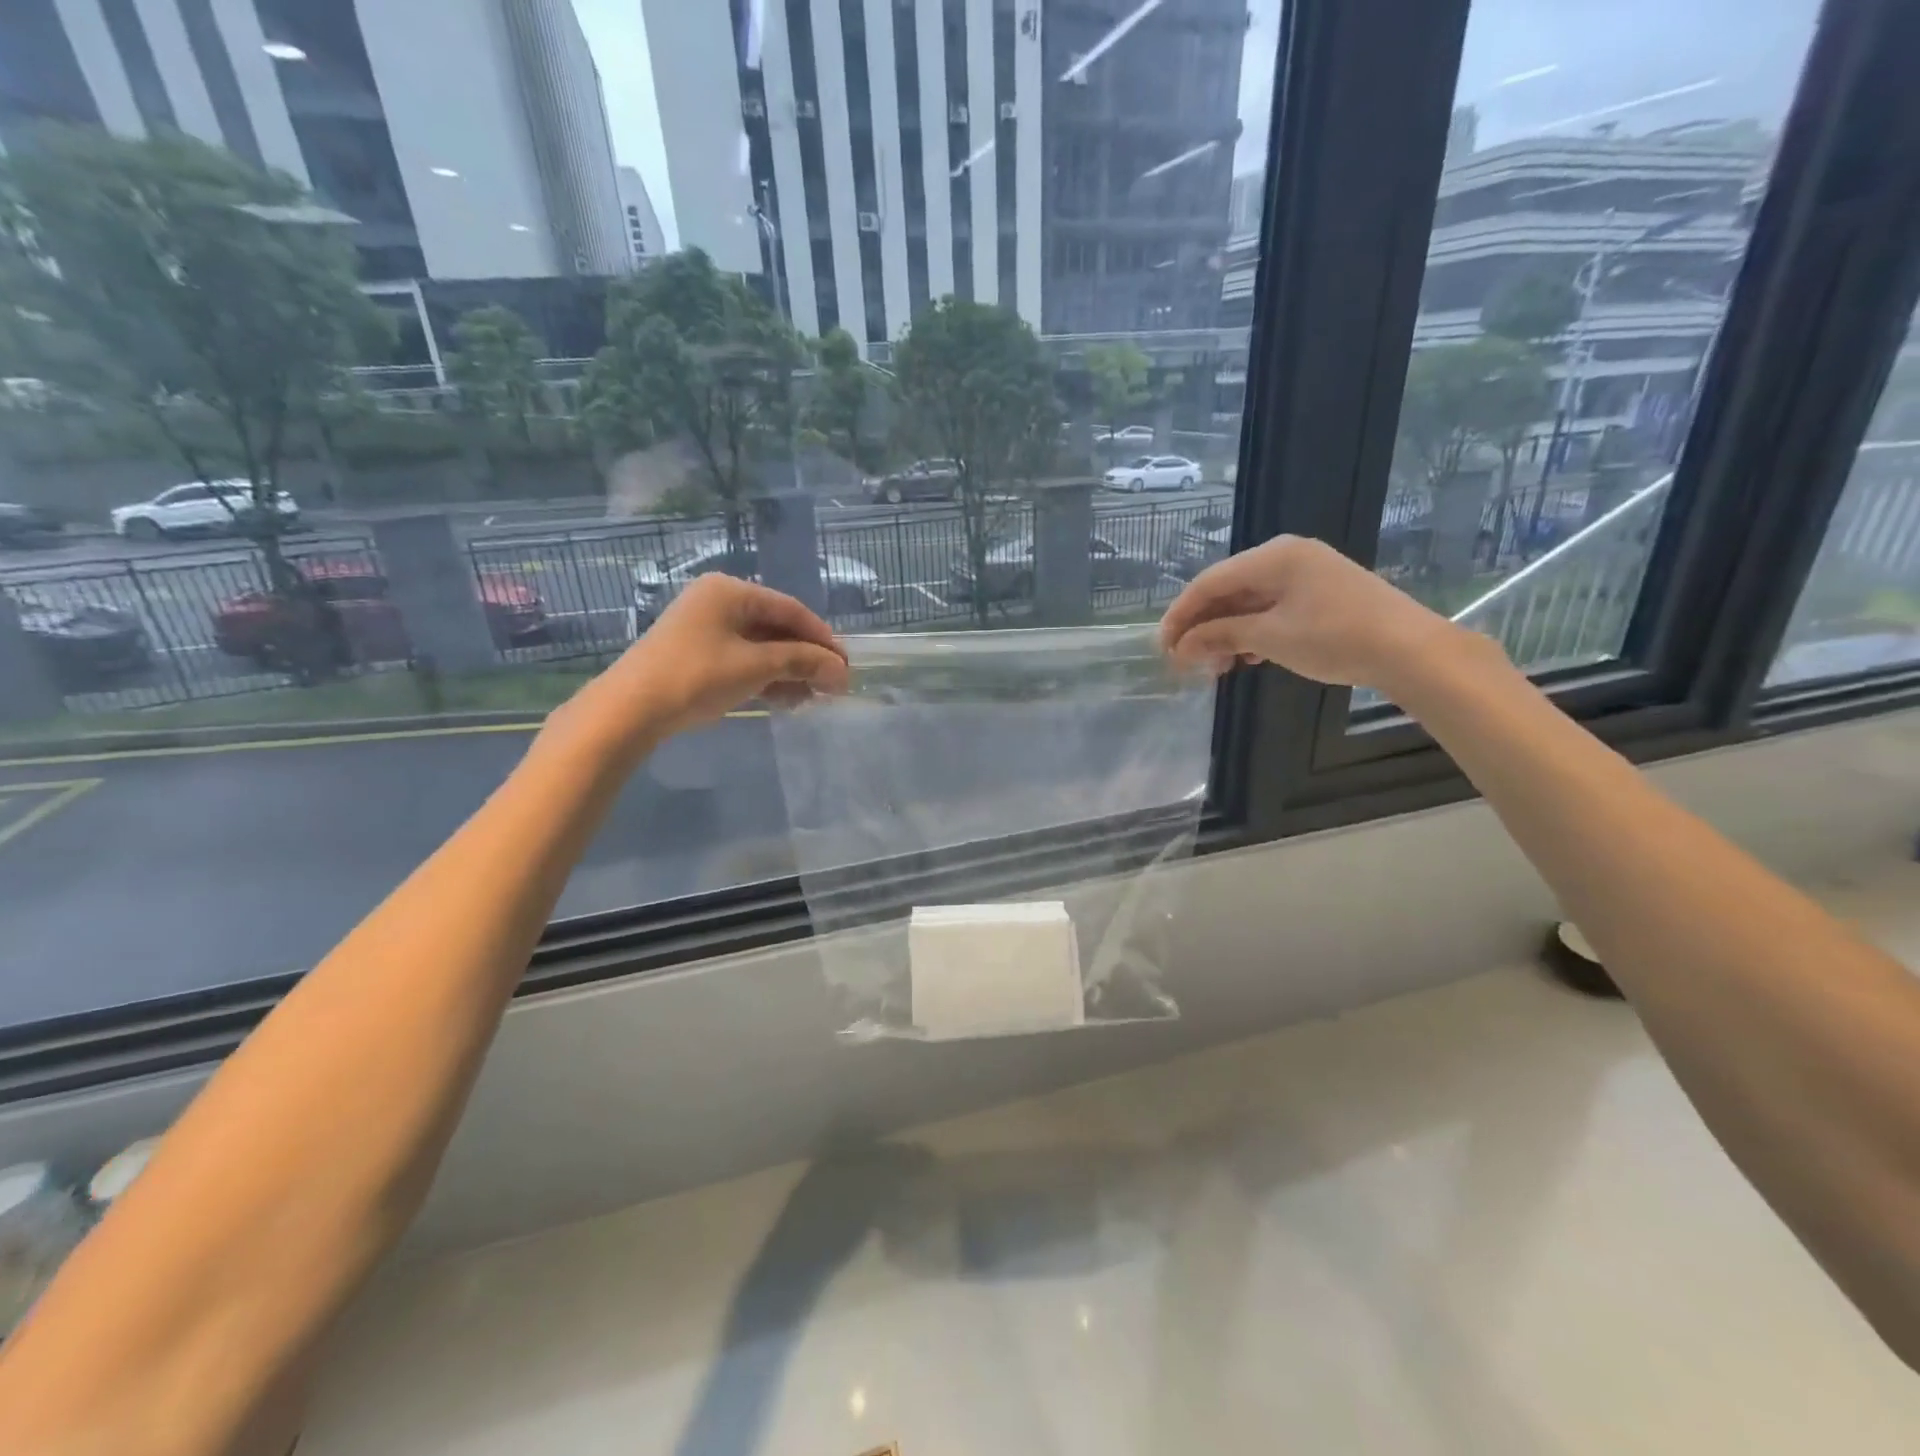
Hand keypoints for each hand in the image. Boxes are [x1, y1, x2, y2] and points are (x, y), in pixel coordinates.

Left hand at [556, 576, 849, 756]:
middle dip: (806, 659)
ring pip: (761, 647)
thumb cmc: (697, 676)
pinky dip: (765, 677)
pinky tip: (784, 699)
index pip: (791, 610)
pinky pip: (743, 659)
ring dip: (789, 672)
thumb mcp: (756, 667)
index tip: (845, 666)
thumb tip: (841, 671)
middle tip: (832, 686)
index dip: (823, 638)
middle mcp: (719, 601)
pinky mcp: (697, 653)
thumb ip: (802, 662)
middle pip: (777, 628)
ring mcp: (705, 627)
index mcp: (731, 591)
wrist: (632, 708)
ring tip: (811, 698)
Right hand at [1159, 535, 1464, 690]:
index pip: (1209, 582)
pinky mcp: (1320, 594)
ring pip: (1248, 602)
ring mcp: (1305, 574)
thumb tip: (1181, 646)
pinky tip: (1246, 658)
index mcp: (1273, 556)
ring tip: (1216, 667)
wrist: (1410, 650)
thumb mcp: (1269, 637)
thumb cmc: (1335, 637)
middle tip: (1186, 662)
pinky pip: (1271, 609)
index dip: (1181, 615)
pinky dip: (1252, 632)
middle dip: (1203, 627)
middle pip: (1227, 590)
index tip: (1162, 647)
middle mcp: (1286, 556)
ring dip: (1226, 634)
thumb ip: (1220, 635)